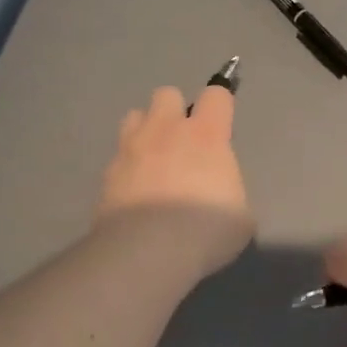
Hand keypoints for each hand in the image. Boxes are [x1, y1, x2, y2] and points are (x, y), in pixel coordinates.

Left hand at [96, 84, 252, 278]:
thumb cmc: (206, 230)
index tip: (222, 120)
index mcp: (206, 135)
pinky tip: (135, 194)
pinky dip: (127, 168)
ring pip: (134, 117)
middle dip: (175, 111)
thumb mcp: (240, 215)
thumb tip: (220, 194)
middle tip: (183, 142)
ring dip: (146, 131)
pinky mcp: (106, 175)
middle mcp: (166, 131)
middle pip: (167, 94)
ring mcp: (130, 150)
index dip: (220, 103)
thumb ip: (229, 192)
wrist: (148, 252)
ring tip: (153, 160)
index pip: (216, 95)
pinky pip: (118, 157)